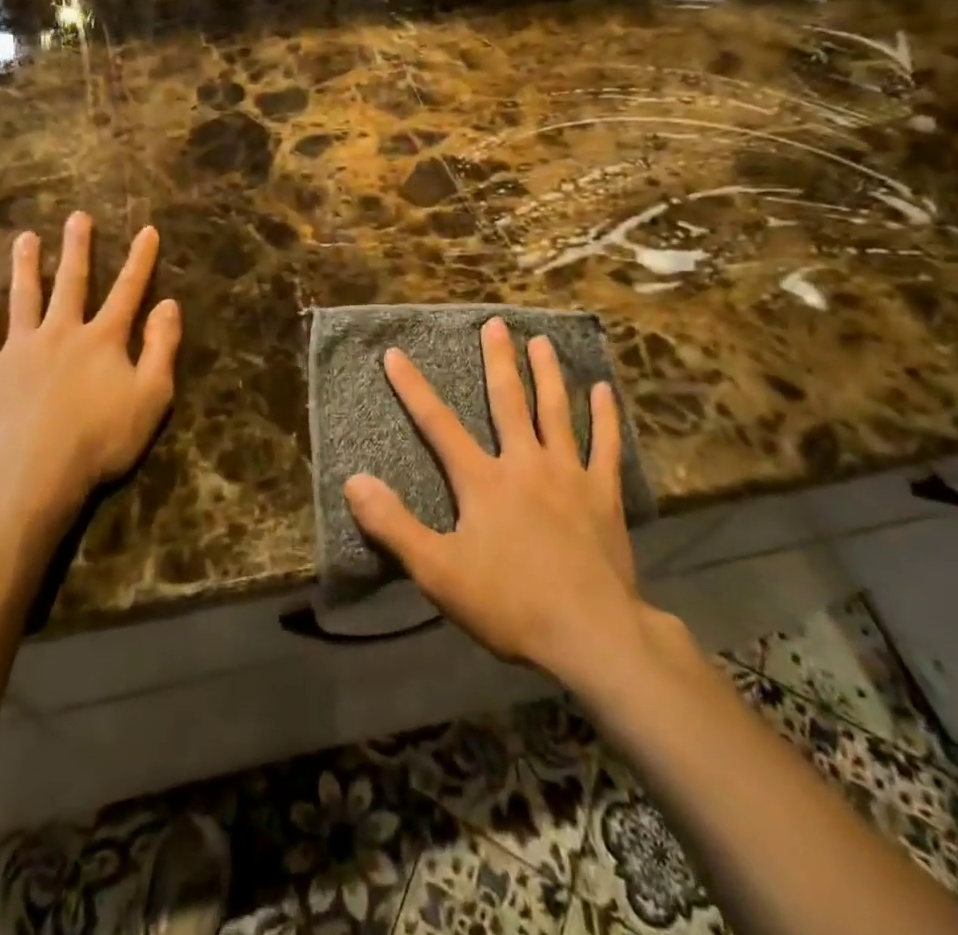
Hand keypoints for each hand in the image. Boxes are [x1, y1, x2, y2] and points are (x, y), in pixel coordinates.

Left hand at [0, 212, 180, 536]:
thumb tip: (169, 304)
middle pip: (72, 282)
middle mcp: (61, 332)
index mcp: (103, 340)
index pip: (127, 291)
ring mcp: (19, 347)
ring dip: (26, 265)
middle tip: (77, 217)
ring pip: (23, 296)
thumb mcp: (151, 396)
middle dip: (77, 248)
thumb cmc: (99, 439)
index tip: (147, 231)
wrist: (31, 473)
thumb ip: (161, 348)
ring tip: (25, 237)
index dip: (140, 260)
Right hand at [345, 317, 643, 681]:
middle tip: (496, 323)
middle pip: (509, 401)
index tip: (394, 353)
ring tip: (542, 341)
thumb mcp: (438, 572)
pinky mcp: (603, 495)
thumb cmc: (509, 603)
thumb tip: (353, 480)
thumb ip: (394, 525)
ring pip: (556, 412)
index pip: (438, 424)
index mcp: (483, 480)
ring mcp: (568, 475)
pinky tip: (603, 391)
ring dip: (548, 374)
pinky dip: (604, 417)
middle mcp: (525, 463)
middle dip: (498, 361)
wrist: (592, 634)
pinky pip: (604, 446)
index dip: (413, 388)